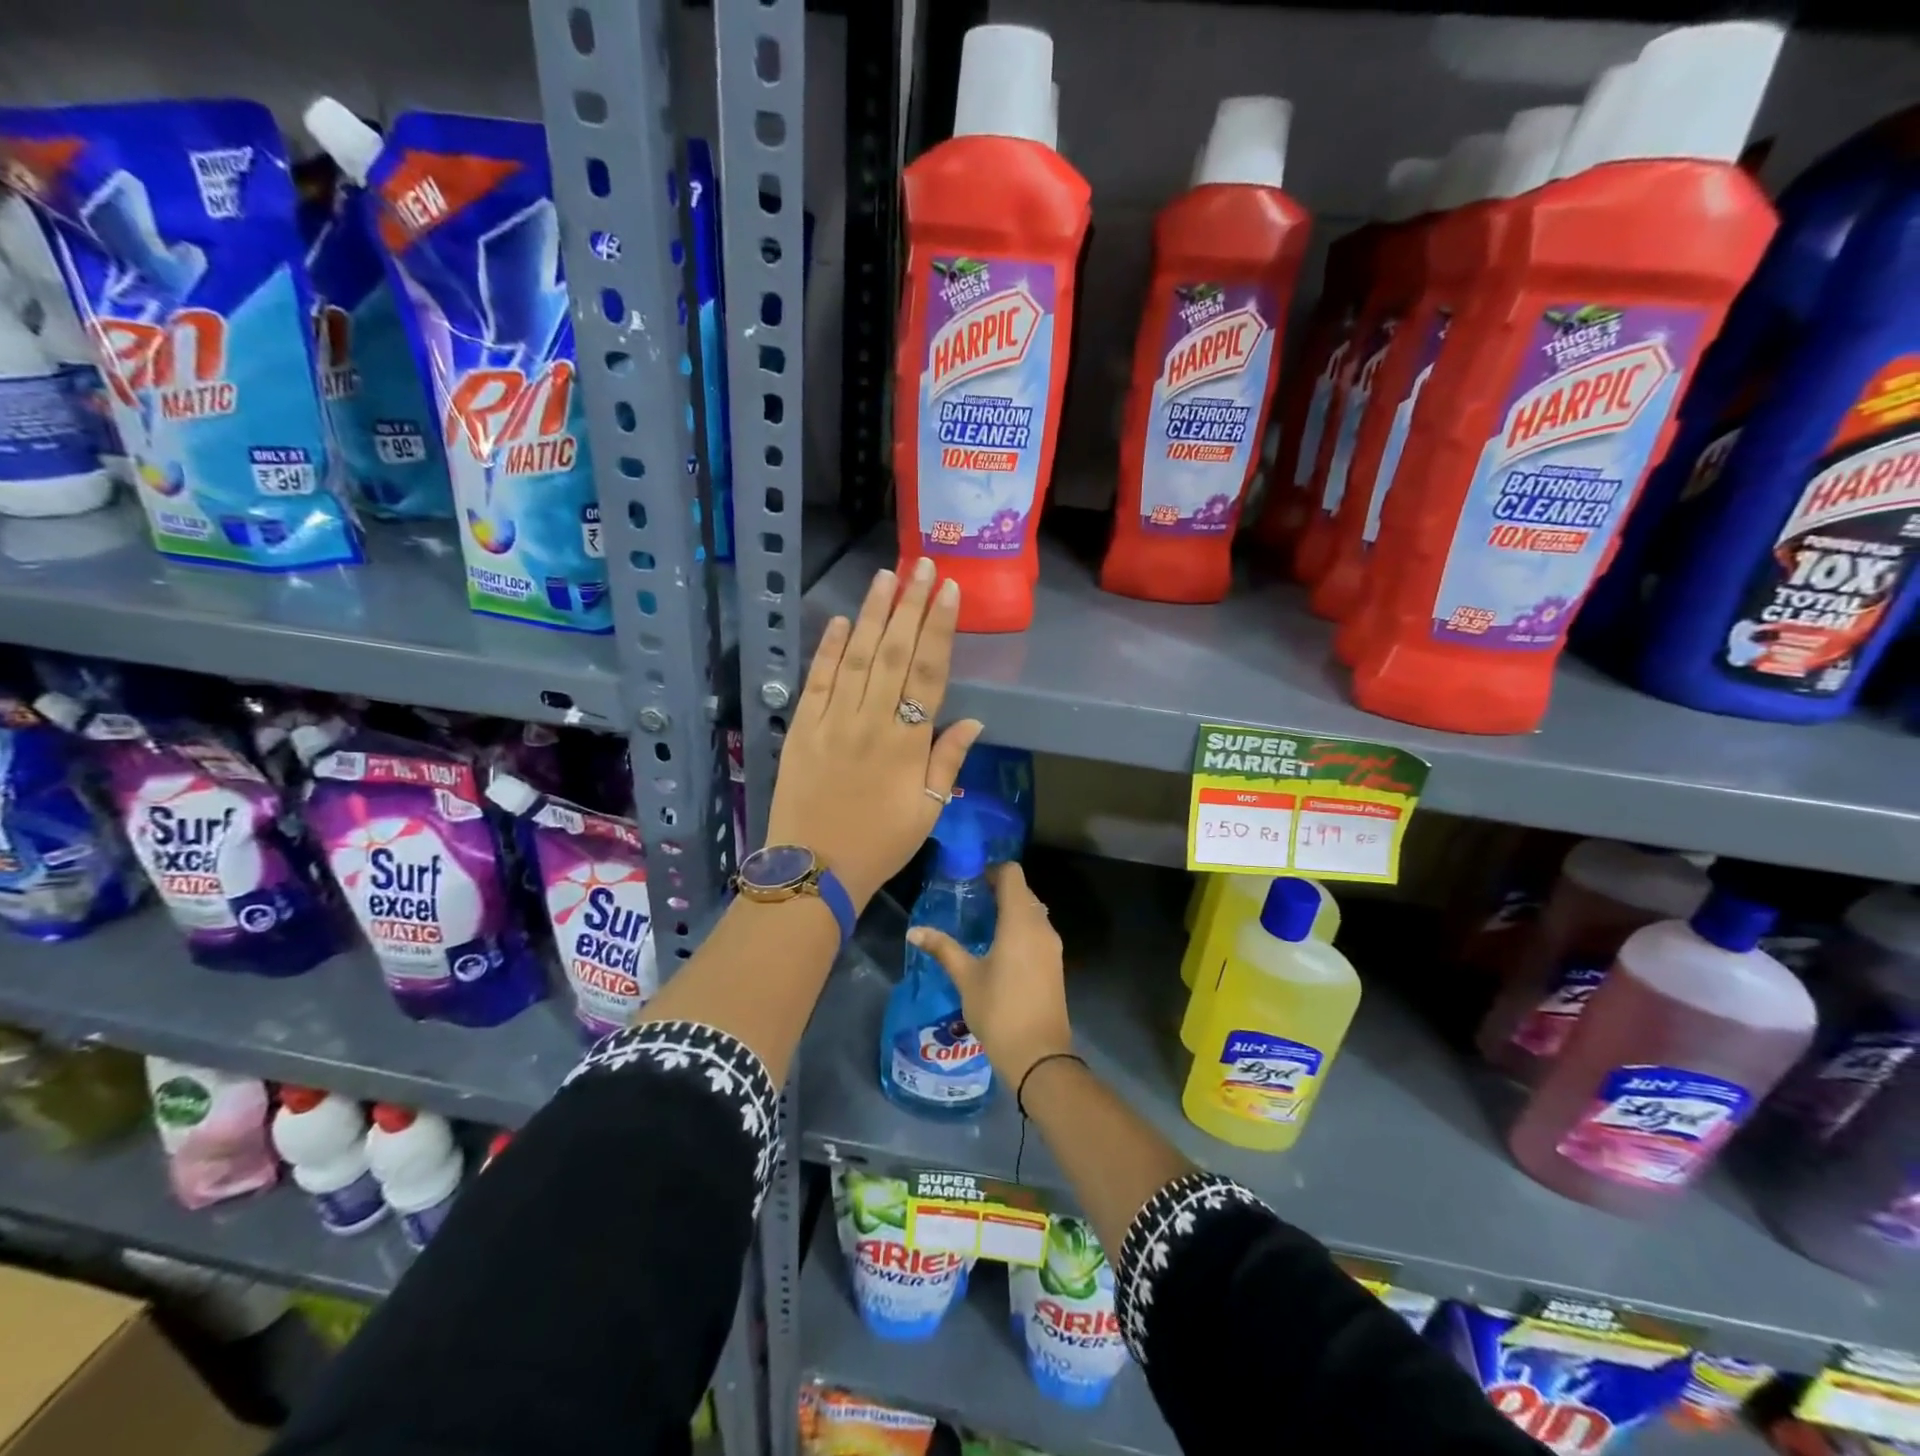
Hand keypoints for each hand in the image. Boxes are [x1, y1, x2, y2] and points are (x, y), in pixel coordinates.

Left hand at [765, 559, 983, 908]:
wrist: (813, 870)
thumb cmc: (880, 844)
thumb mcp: (928, 810)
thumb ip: (948, 761)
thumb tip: (974, 721)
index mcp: (907, 743)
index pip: (929, 673)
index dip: (940, 628)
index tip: (948, 591)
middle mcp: (871, 721)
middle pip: (895, 653)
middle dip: (911, 605)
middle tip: (922, 564)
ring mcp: (833, 721)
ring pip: (858, 657)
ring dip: (874, 615)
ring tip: (887, 576)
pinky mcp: (803, 728)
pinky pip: (818, 681)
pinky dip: (831, 649)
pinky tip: (844, 621)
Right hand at [906, 862, 1071, 1090]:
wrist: (1039, 1055)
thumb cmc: (999, 1010)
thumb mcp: (966, 978)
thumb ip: (943, 948)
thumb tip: (914, 931)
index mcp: (1020, 922)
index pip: (1013, 874)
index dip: (993, 871)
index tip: (971, 881)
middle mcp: (1041, 926)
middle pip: (1024, 891)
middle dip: (1000, 889)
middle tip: (971, 900)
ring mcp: (1052, 946)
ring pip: (1033, 911)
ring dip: (1011, 909)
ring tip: (982, 922)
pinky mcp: (1055, 963)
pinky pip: (1038, 931)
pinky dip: (1021, 928)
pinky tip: (999, 947)